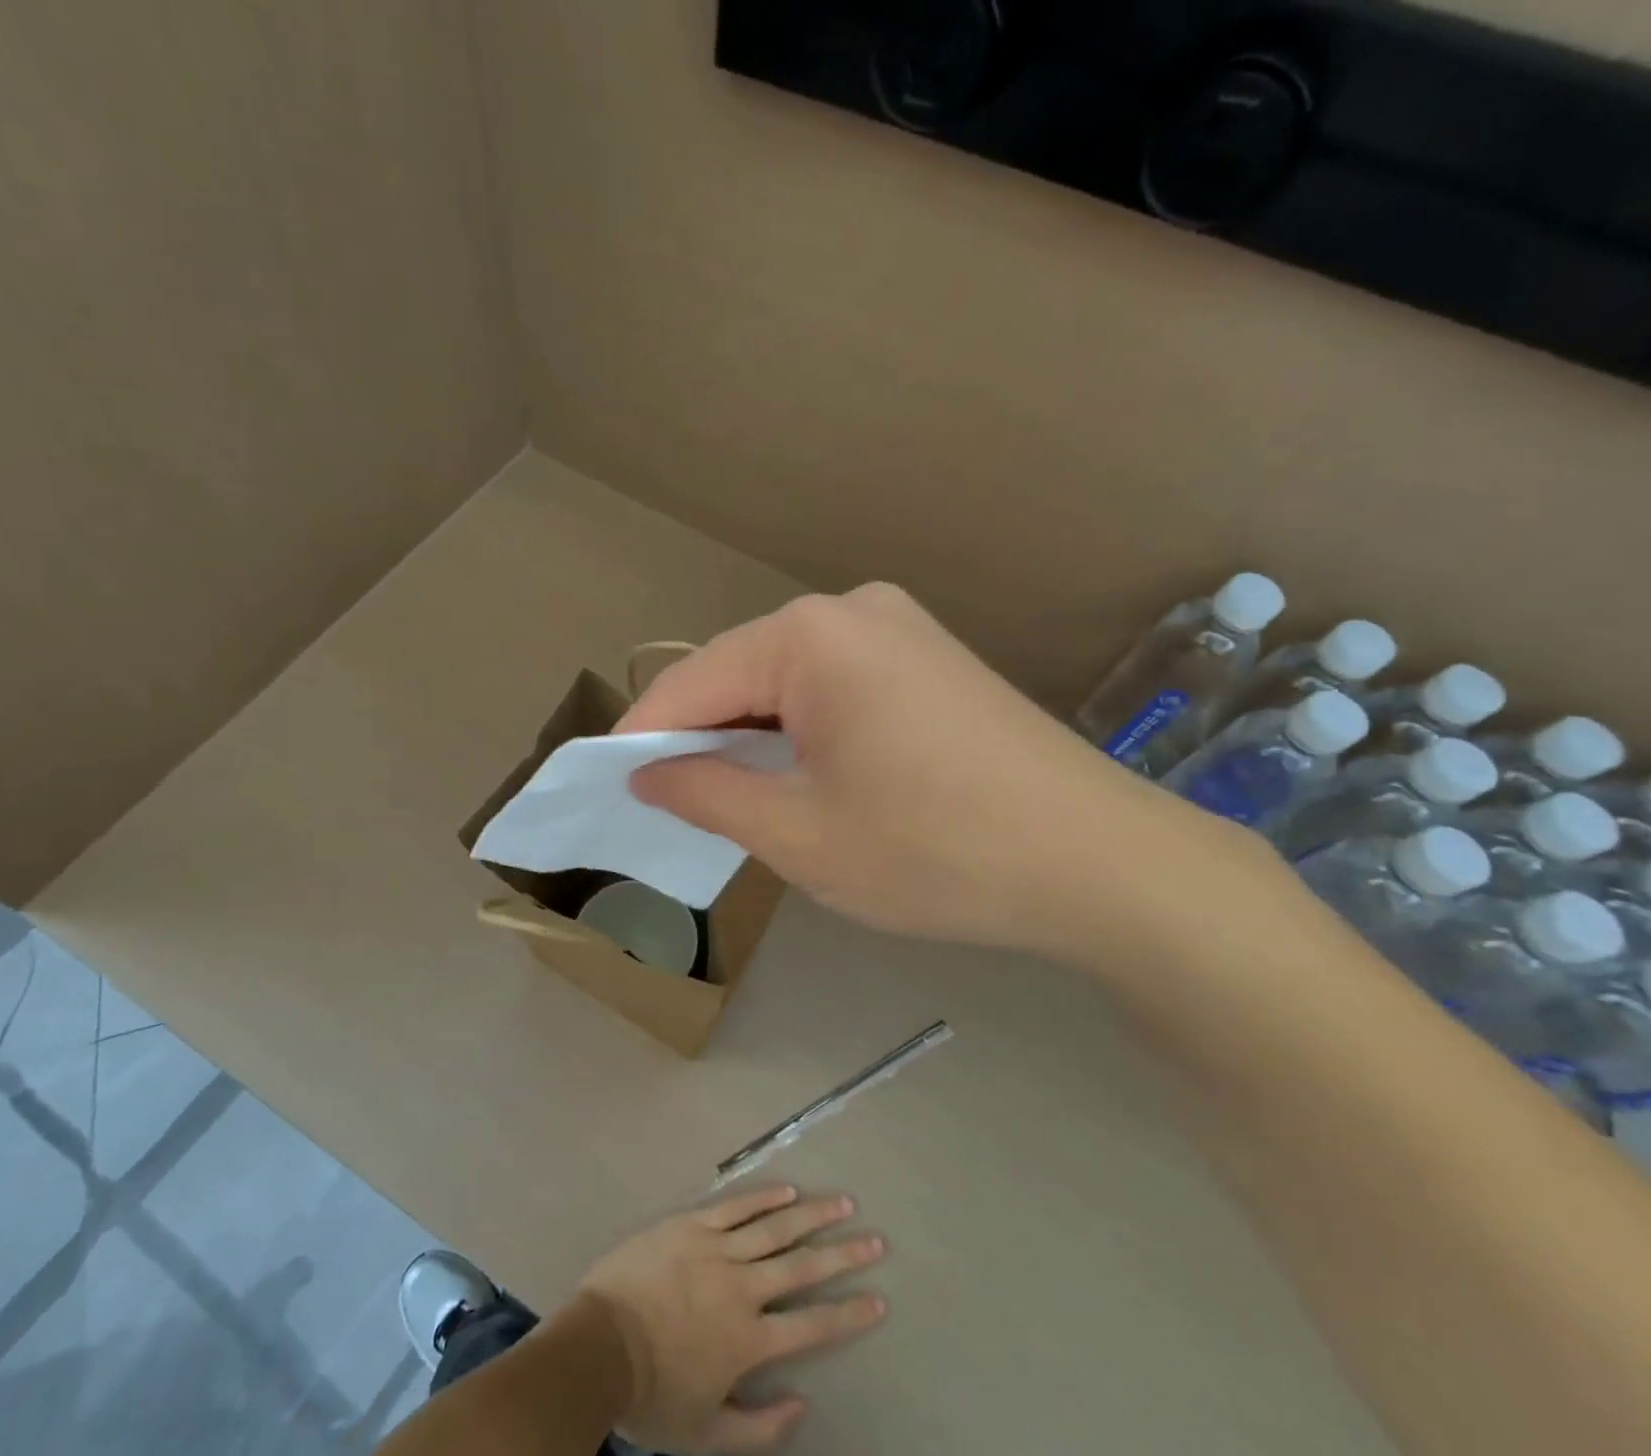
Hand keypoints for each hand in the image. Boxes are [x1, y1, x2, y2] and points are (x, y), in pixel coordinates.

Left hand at [575, 1184, 886, 1453]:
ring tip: (842, 1202)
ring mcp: (717, 1249)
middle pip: (802, 1266)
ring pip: (774, 1228)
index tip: (879, 1299)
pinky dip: (763, 1197)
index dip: (848, 1313)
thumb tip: (801, 1405)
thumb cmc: (653, 1393)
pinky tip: (787, 1189)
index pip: (812, 1325)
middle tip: (875, 1239)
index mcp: (749, 1340)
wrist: (601, 1345)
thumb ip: (758, 1426)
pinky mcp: (692, 1225)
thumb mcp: (706, 1432)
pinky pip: (735, 1207)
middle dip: (842, 1253)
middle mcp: (742, 1288)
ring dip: (812, 1215)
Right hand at [619, 584, 1262, 963]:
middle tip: (665, 805)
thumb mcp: (799, 835)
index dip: (642, 738)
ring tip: (726, 799)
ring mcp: (898, 628)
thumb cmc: (935, 851)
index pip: (693, 683)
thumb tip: (649, 774)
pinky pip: (832, 686)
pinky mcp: (928, 659)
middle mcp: (851, 609)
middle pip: (739, 675)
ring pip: (786, 682)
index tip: (605, 785)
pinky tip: (796, 777)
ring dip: (750, 737)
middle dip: (698, 738)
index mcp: (810, 636)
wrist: (1101, 863)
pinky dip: (799, 731)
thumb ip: (707, 794)